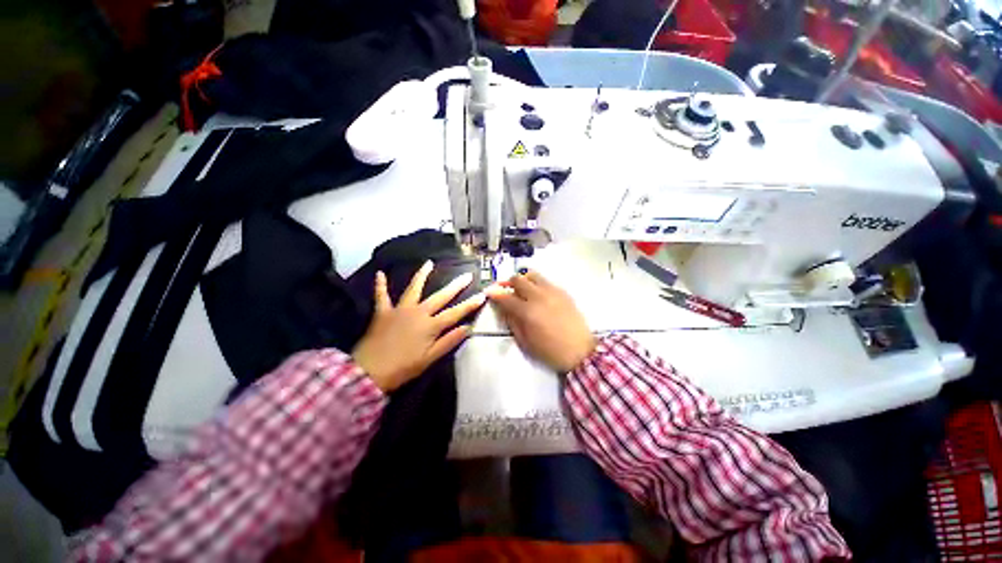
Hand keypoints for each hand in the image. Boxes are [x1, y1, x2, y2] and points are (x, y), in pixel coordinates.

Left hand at [353, 261, 485, 391]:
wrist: (369, 372)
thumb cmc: (403, 368)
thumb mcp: (430, 358)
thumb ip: (449, 341)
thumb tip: (468, 327)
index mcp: (431, 325)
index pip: (456, 313)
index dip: (470, 304)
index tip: (482, 295)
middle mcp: (418, 312)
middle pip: (440, 296)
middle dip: (455, 285)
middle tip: (466, 274)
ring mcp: (400, 310)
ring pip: (414, 289)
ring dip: (422, 275)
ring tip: (429, 263)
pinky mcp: (383, 312)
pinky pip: (382, 296)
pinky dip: (381, 285)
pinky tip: (380, 273)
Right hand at [487, 270, 595, 372]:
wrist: (580, 351)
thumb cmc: (550, 351)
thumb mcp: (525, 342)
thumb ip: (512, 322)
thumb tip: (504, 308)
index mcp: (527, 311)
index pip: (505, 296)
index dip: (494, 293)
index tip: (489, 292)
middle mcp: (538, 296)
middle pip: (518, 279)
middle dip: (507, 283)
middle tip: (504, 289)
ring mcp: (552, 291)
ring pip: (532, 275)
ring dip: (522, 279)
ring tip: (521, 288)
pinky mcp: (563, 292)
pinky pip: (545, 281)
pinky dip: (536, 284)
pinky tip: (537, 294)